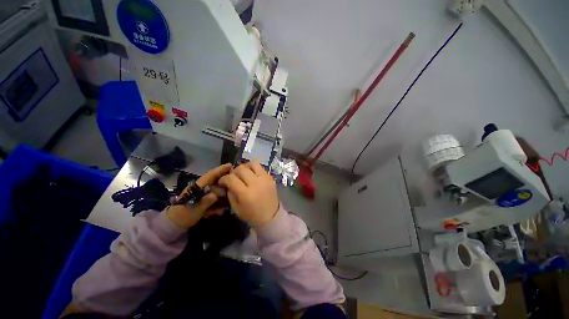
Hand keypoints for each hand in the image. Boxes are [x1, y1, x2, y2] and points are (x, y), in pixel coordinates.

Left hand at [166, 164, 231, 227]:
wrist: (175, 224)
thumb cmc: (183, 215)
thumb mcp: (193, 209)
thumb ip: (204, 202)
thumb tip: (215, 195)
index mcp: (198, 187)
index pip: (210, 175)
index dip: (220, 170)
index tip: (230, 165)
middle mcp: (203, 188)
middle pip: (216, 182)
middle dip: (226, 181)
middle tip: (237, 182)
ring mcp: (204, 195)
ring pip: (218, 191)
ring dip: (225, 193)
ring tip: (233, 195)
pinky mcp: (206, 201)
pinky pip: (215, 200)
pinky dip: (220, 204)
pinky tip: (222, 210)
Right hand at [219, 161, 278, 227]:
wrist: (271, 216)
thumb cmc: (252, 215)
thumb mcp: (236, 208)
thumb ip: (230, 193)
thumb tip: (228, 183)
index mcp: (246, 193)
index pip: (231, 179)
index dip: (224, 179)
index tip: (222, 181)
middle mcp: (256, 183)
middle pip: (241, 169)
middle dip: (233, 172)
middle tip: (233, 177)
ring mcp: (265, 179)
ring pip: (253, 164)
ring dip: (245, 167)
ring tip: (243, 173)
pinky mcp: (271, 178)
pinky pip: (261, 168)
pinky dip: (254, 169)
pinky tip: (252, 175)